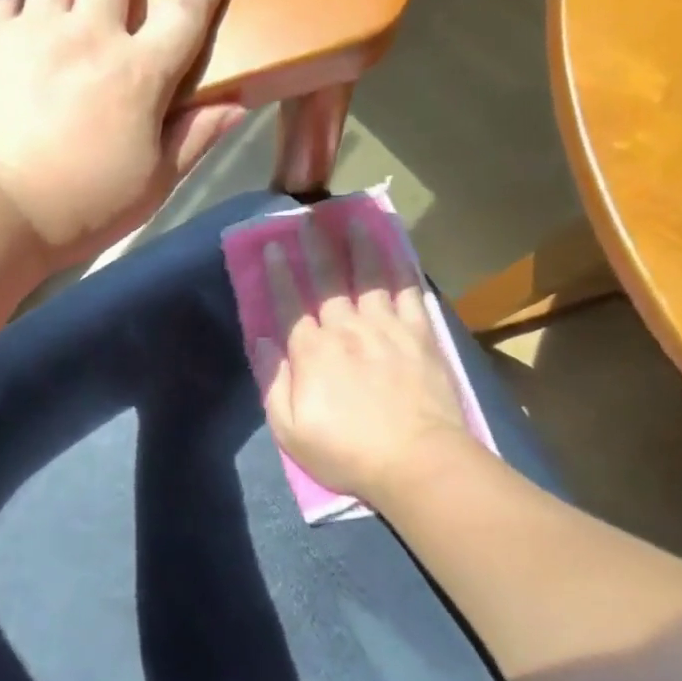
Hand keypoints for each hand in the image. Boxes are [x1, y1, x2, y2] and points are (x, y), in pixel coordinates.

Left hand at [0, 0, 245, 266]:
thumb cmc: (80, 208)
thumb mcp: (150, 187)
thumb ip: (193, 140)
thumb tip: (235, 103)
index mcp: (139, 72)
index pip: (188, 7)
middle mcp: (89, 34)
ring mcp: (33, 31)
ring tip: (69, 1)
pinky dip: (21, 2)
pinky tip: (21, 26)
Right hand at [254, 214, 473, 501]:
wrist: (418, 462)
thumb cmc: (346, 451)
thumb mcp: (290, 429)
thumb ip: (273, 382)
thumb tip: (261, 342)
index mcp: (312, 352)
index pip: (290, 303)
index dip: (280, 273)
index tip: (274, 246)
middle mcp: (347, 329)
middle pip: (328, 280)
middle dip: (317, 247)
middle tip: (310, 218)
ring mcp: (387, 329)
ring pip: (371, 277)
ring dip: (362, 245)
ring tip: (357, 219)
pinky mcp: (420, 336)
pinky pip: (409, 294)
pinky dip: (403, 270)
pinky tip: (400, 252)